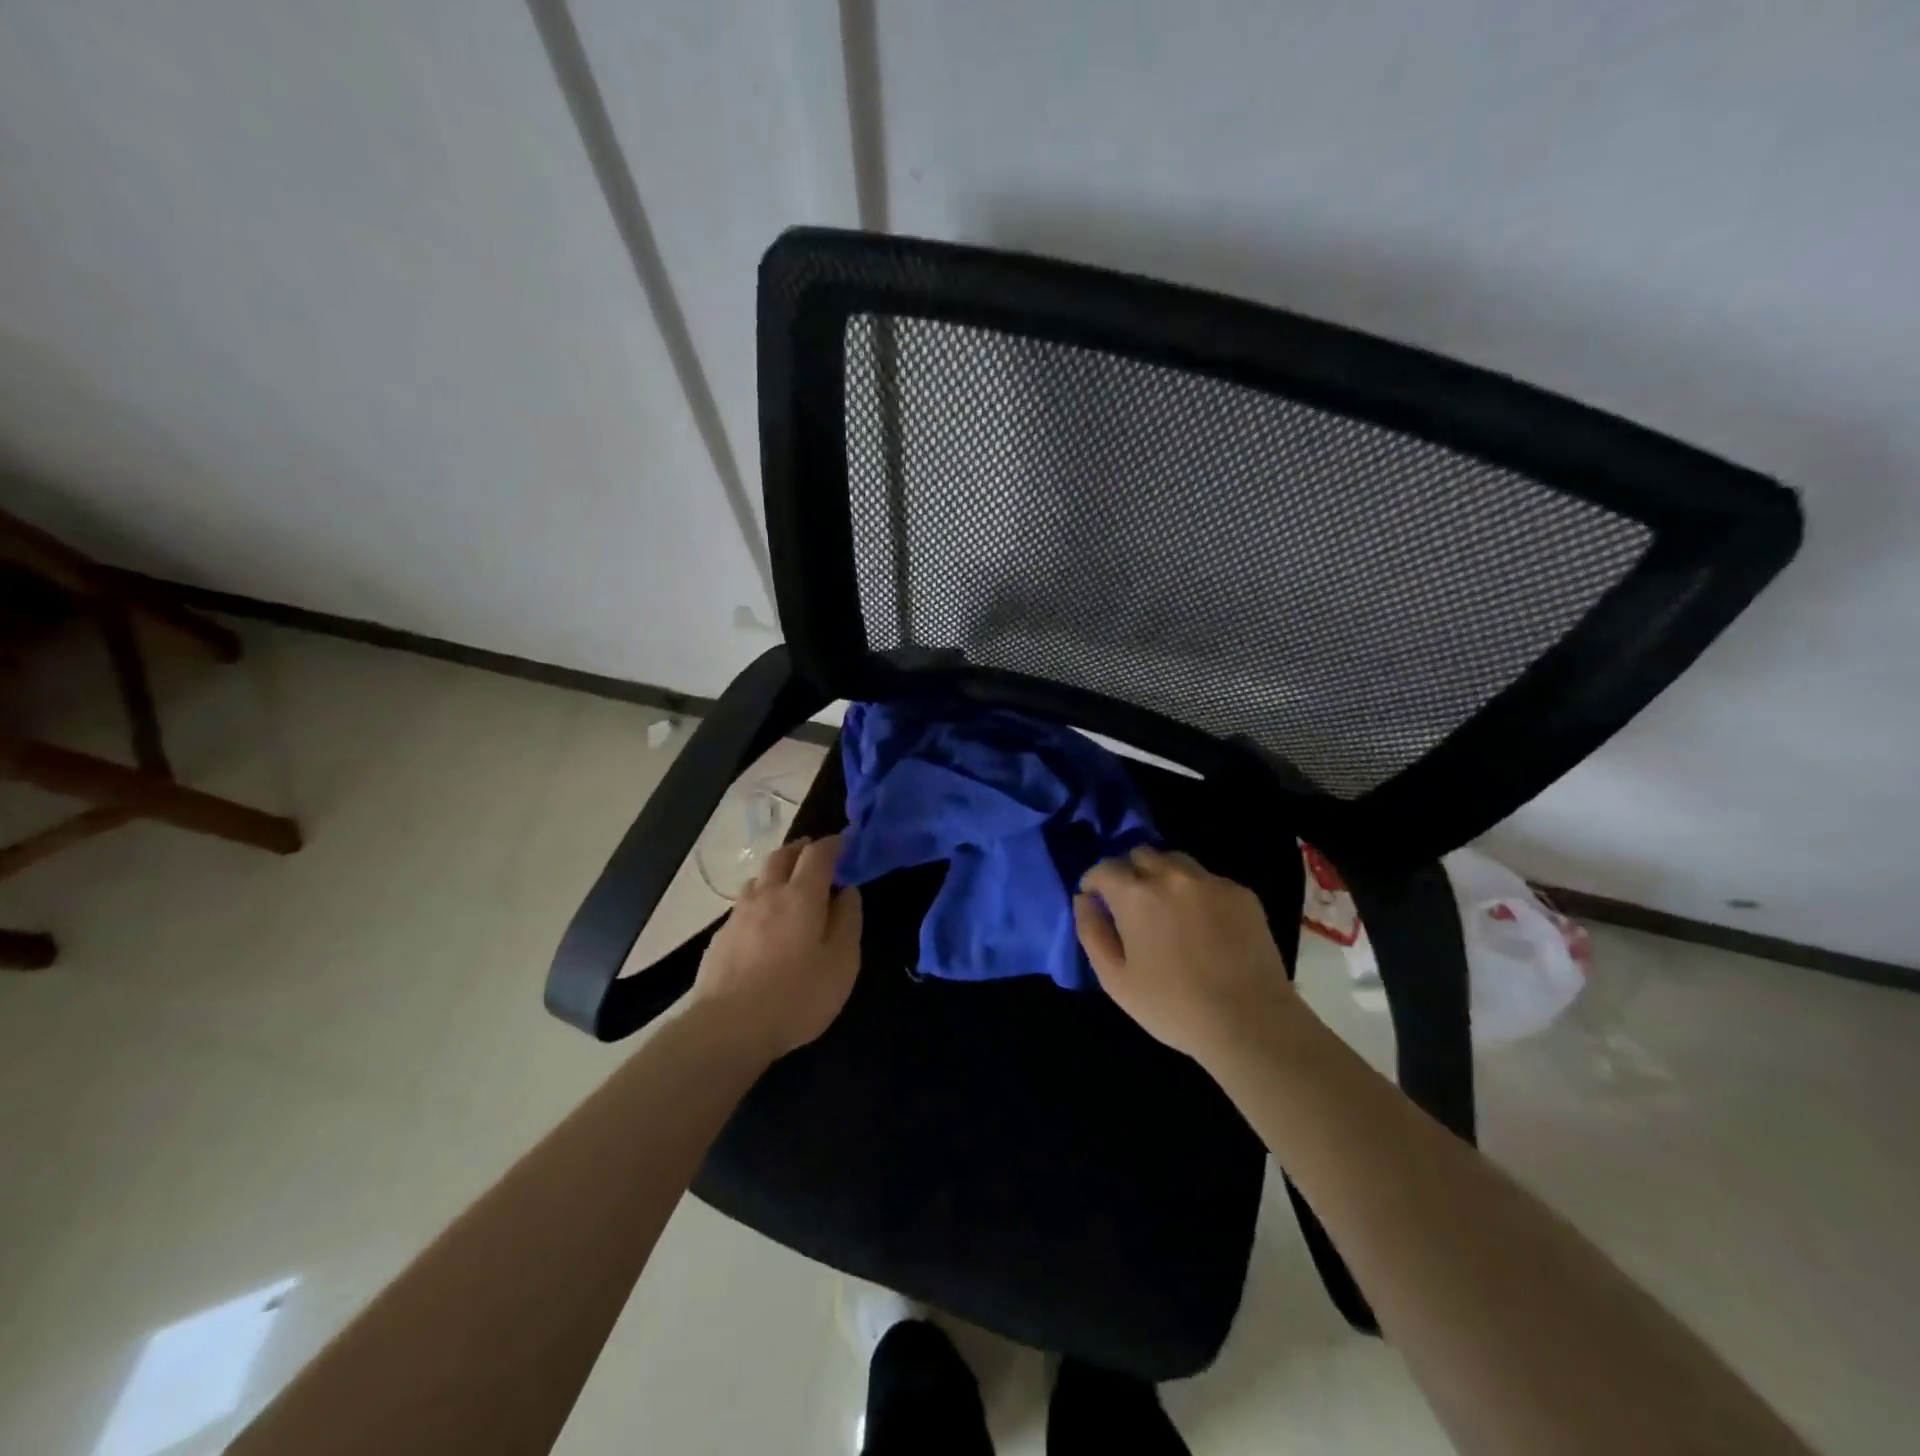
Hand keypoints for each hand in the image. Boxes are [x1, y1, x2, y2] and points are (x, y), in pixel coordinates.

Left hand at [690, 834, 861, 1060]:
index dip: (833, 844)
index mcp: (802, 895)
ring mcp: (738, 915)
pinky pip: (743, 906)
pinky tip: (762, 923)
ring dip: (776, 873)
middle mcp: (768, 895)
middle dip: (800, 850)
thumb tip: (847, 891)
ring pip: (758, 878)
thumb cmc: (797, 995)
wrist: (728, 1028)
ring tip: (787, 886)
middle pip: (782, 856)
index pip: (818, 854)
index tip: (844, 844)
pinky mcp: (720, 938)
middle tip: (814, 854)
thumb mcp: (842, 962)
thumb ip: (848, 920)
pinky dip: (759, 902)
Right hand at [1074, 846, 1300, 1061]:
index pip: (1105, 867)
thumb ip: (1091, 931)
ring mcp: (1211, 881)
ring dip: (1163, 876)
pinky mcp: (1242, 893)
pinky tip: (1204, 925)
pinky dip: (1197, 892)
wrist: (1250, 1023)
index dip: (1095, 881)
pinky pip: (1209, 880)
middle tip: (1133, 905)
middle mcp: (1172, 876)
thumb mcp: (1115, 979)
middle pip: (1141, 855)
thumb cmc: (1173, 1007)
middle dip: (1130, 873)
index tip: (1096, 900)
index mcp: (1136, 895)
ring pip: (1176, 861)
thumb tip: (1084, 899)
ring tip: (1168, 909)